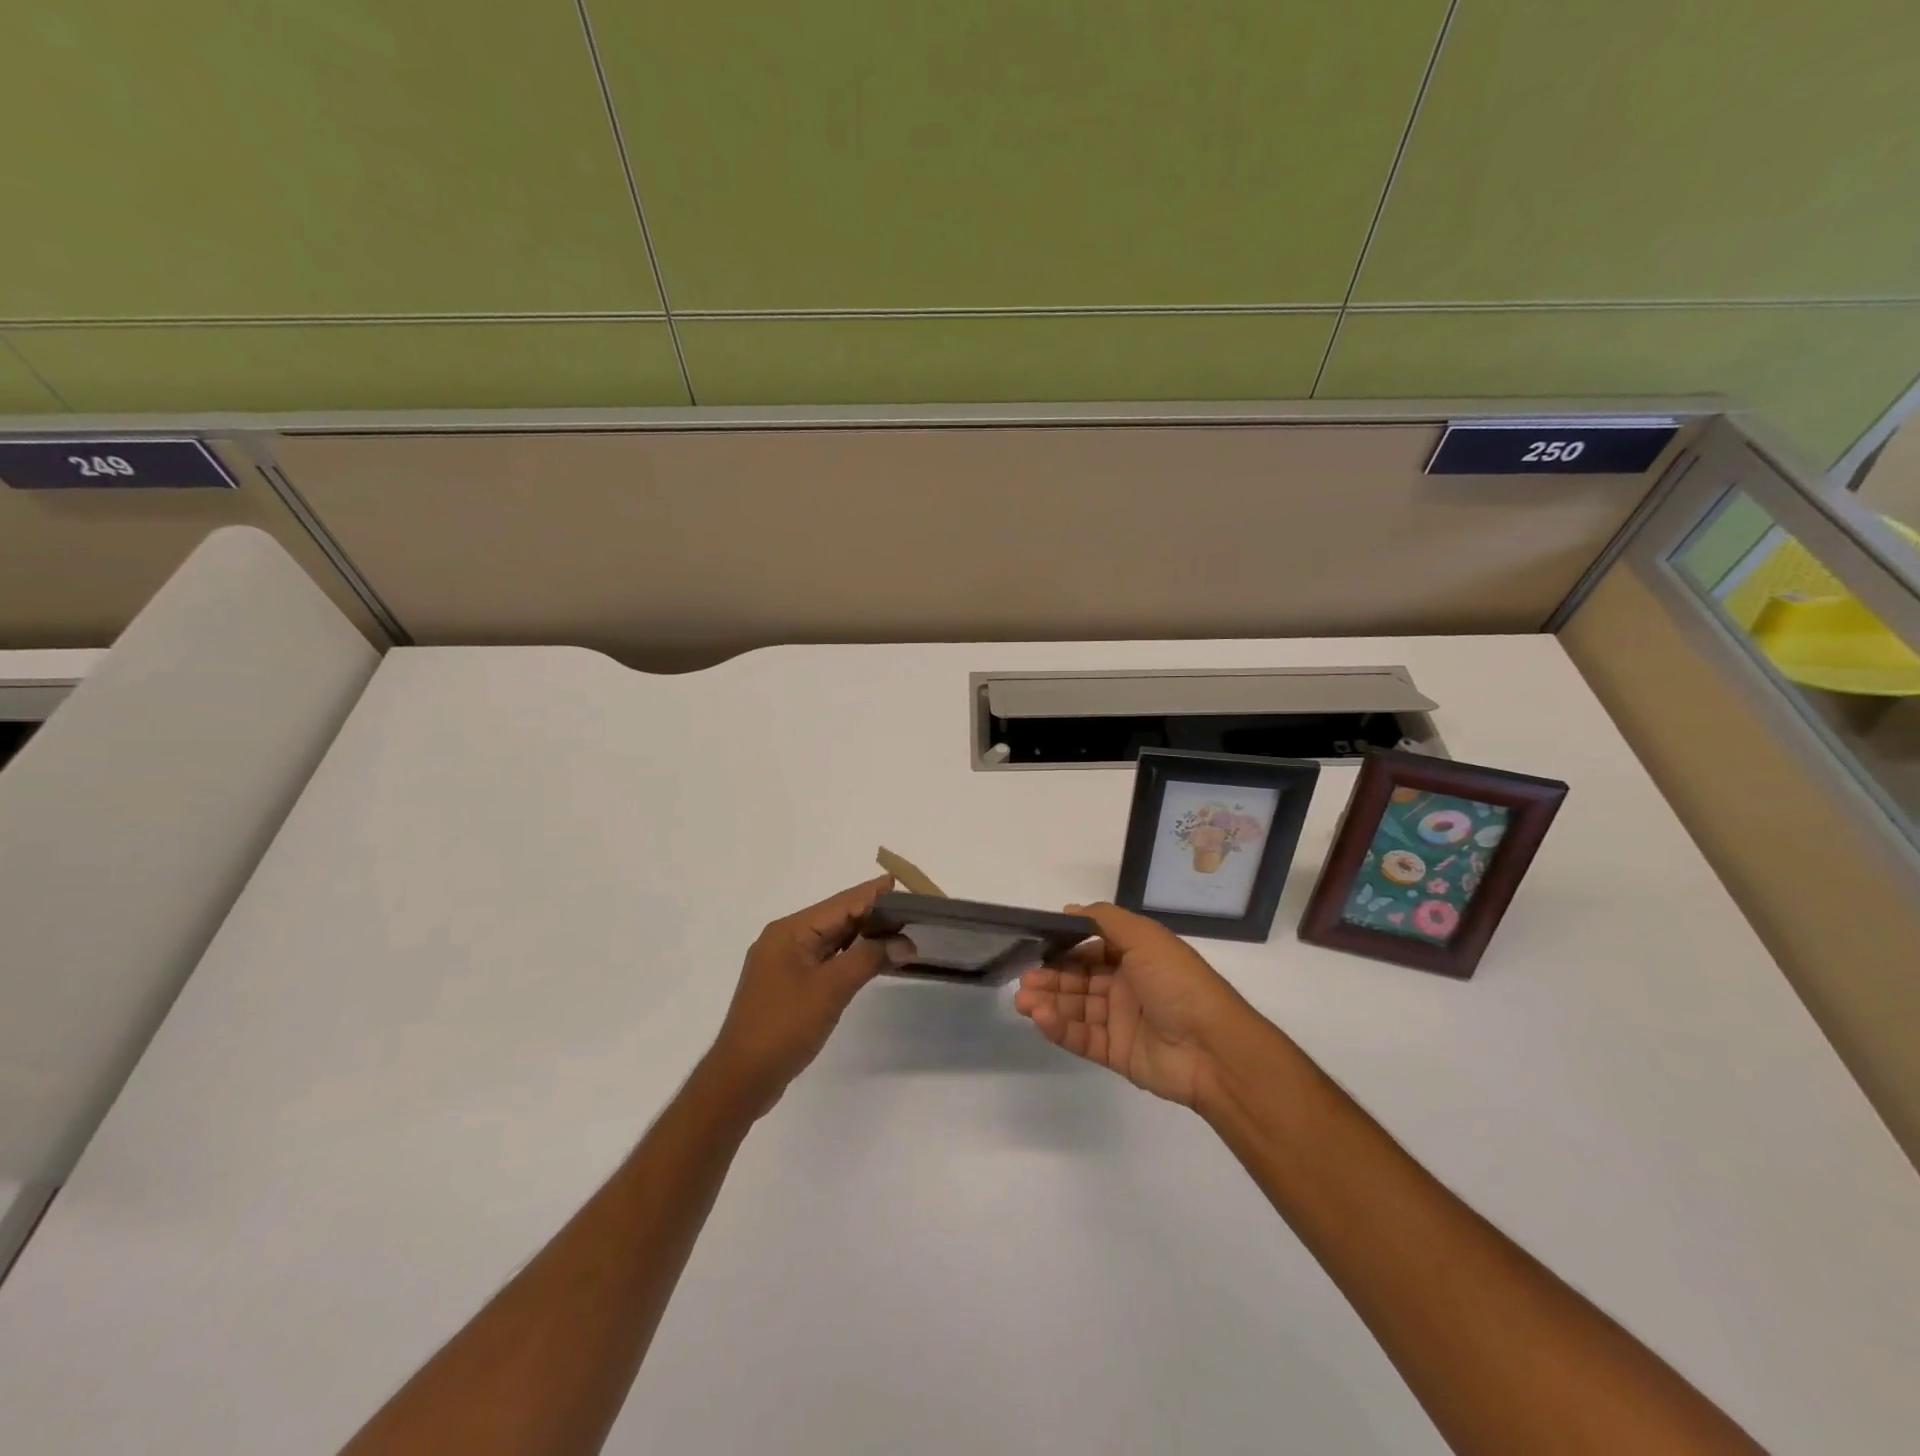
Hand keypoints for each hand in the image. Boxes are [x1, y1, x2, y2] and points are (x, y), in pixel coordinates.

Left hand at [703, 875, 892, 1115]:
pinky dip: (848, 956)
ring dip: (862, 936)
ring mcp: (783, 963)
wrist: (741, 1079)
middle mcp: (784, 939)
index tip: (904, 883)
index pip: (841, 903)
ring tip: (899, 930)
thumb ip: (868, 958)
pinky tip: (870, 958)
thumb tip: (904, 941)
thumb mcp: (831, 989)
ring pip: (830, 940)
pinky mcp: (787, 986)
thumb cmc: (784, 1026)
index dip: (873, 893)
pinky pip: (824, 960)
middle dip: (872, 913)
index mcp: (790, 931)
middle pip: (835, 918)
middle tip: (910, 909)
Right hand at [1014, 902, 1251, 1107]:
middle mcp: (1127, 985)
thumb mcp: (1145, 937)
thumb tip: (1070, 909)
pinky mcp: (1117, 1052)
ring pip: (1076, 1008)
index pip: (1092, 949)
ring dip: (1049, 1002)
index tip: (1038, 947)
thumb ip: (1105, 919)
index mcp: (1136, 956)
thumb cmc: (1178, 983)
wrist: (1213, 1047)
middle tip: (1024, 979)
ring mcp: (1121, 1020)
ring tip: (1023, 1001)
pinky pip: (1082, 1037)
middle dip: (1051, 978)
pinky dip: (1059, 1028)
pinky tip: (1040, 1018)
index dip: (1065, 948)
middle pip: (1080, 979)